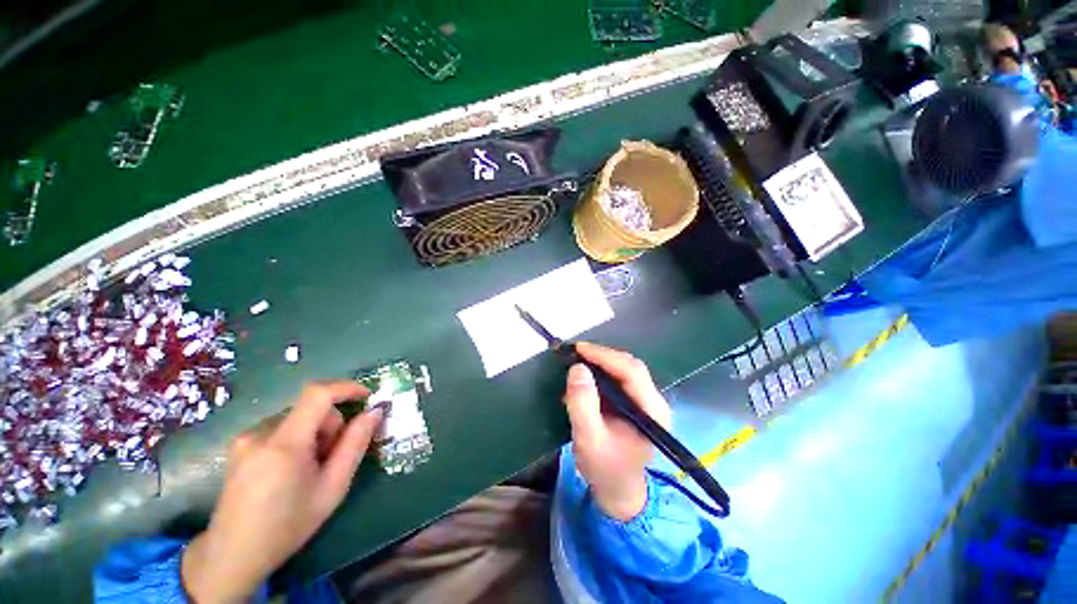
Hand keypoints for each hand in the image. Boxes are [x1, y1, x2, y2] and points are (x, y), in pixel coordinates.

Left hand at [182, 381, 384, 602]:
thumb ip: (355, 444)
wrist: (234, 554)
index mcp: (284, 444)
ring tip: (309, 468)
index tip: (367, 397)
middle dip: (330, 426)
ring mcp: (246, 437)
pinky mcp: (239, 444)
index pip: (318, 394)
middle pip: (310, 409)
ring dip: (314, 433)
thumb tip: (374, 411)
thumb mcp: (333, 487)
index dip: (346, 388)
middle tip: (331, 458)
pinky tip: (290, 468)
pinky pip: (281, 427)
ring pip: (298, 417)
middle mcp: (260, 433)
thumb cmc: (288, 525)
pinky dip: (297, 438)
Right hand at [562, 342, 671, 520]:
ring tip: (577, 362)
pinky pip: (618, 379)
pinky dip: (600, 374)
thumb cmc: (605, 468)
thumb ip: (582, 404)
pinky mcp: (635, 403)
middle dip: (602, 356)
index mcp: (651, 411)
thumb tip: (577, 368)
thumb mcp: (588, 439)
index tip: (579, 348)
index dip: (605, 356)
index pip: (631, 371)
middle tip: (576, 352)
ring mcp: (646, 401)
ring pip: (624, 370)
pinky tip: (584, 379)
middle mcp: (654, 402)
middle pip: (630, 366)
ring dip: (600, 363)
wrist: (618, 490)